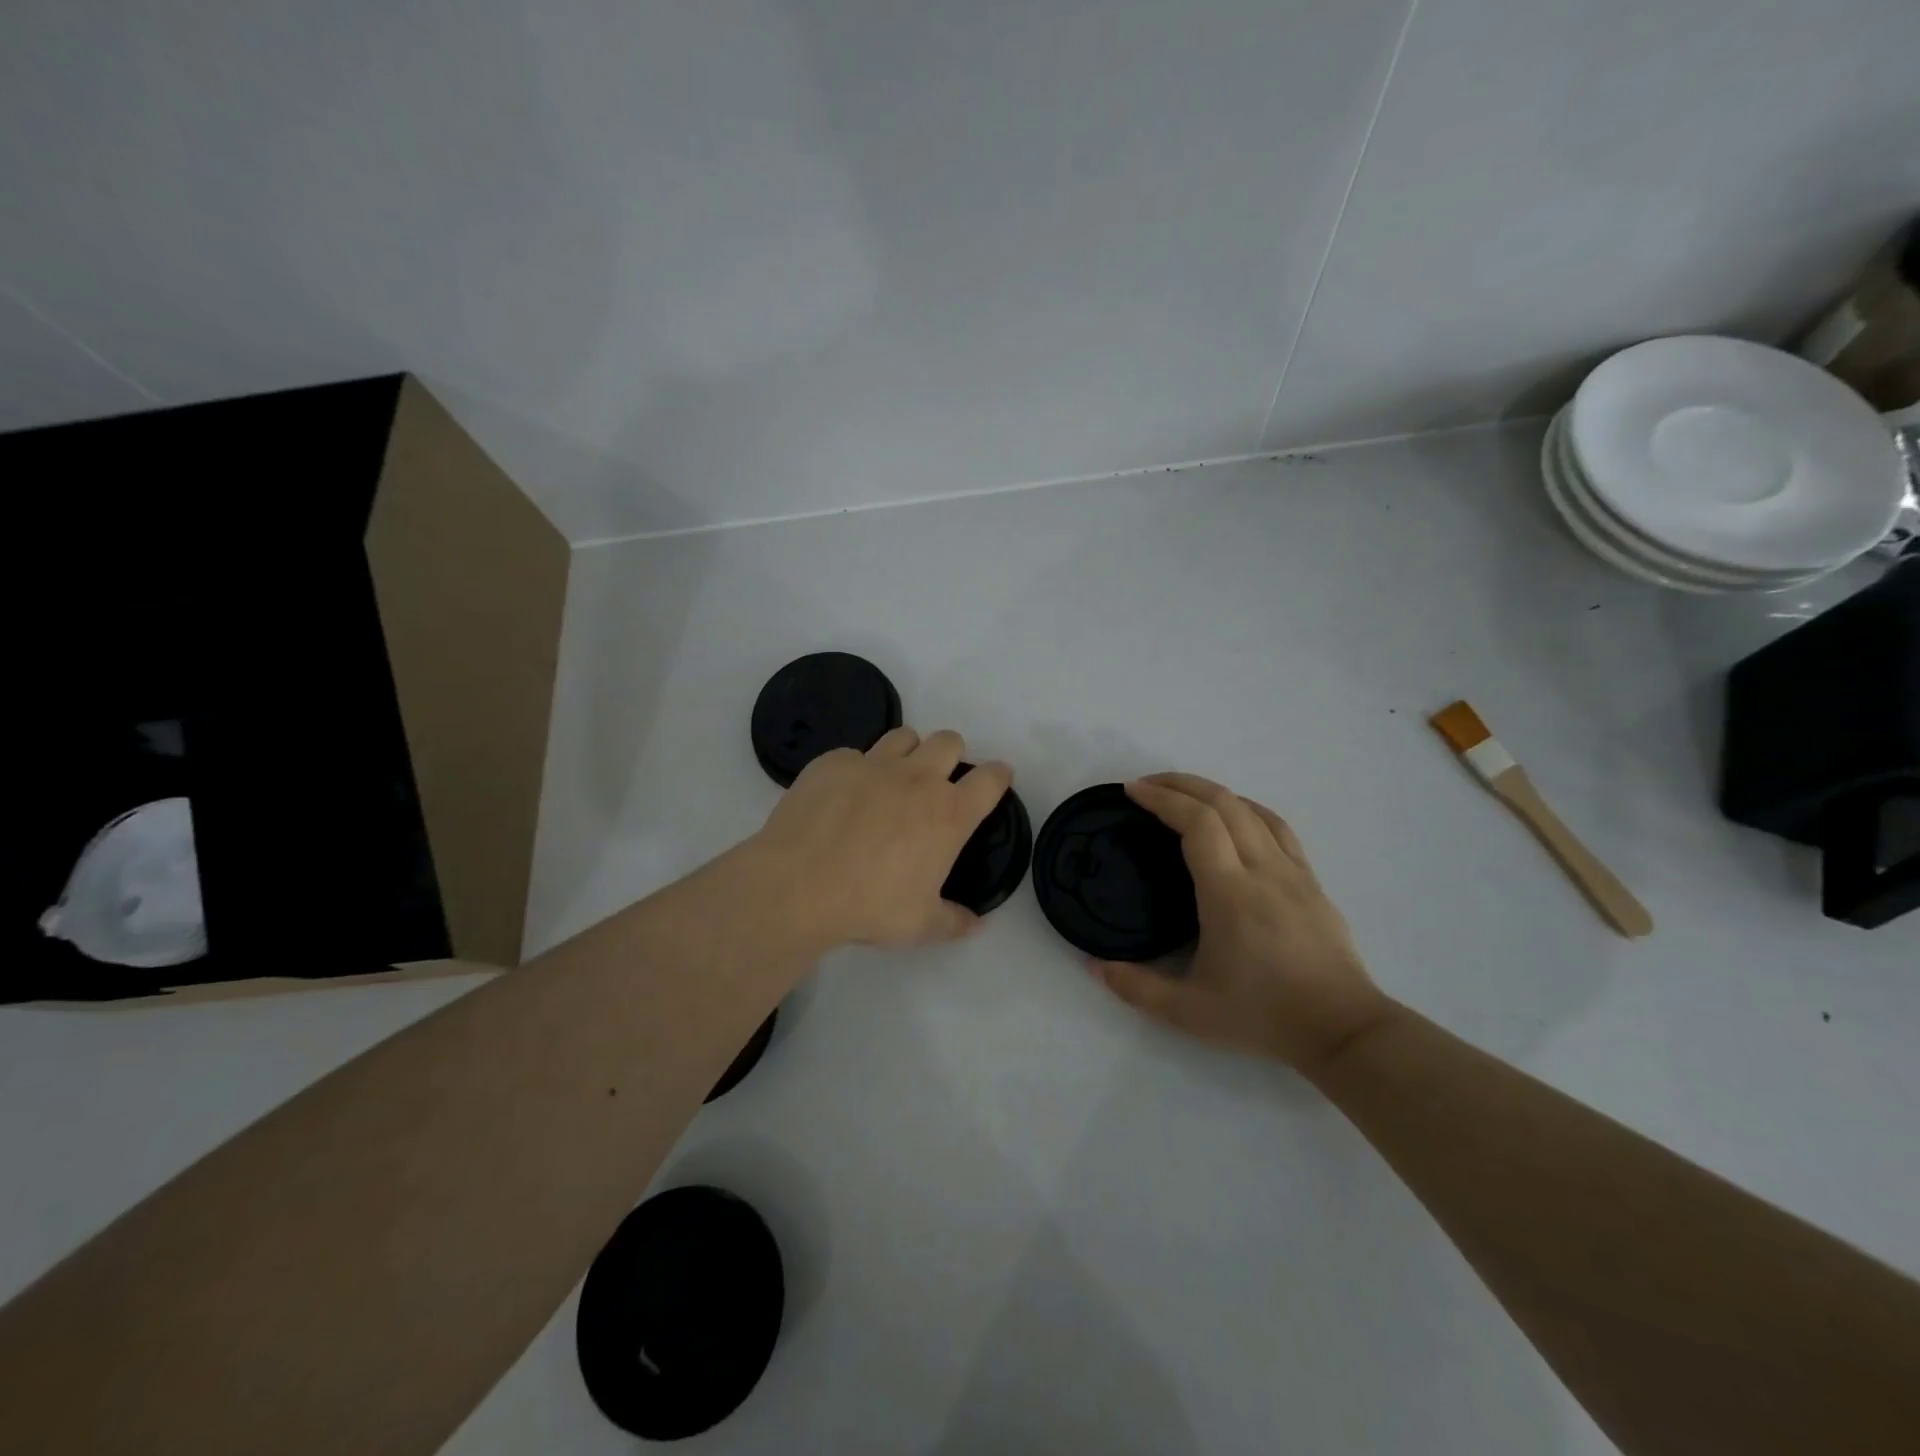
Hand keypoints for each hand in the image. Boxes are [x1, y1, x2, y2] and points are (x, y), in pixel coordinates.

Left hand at [752, 726, 1012, 949]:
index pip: (991, 778)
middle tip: (938, 781)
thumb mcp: (920, 925)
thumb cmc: (869, 906)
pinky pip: (855, 753)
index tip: (997, 779)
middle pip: (949, 741)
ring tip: (893, 779)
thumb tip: (977, 925)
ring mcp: (873, 764)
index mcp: (949, 813)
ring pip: (904, 736)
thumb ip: (954, 921)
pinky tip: (844, 795)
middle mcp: (917, 777)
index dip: (998, 775)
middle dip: (951, 755)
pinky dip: (857, 769)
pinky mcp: (833, 762)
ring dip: (908, 752)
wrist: (797, 887)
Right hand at [1090, 773, 1396, 1075]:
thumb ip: (1136, 987)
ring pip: (1253, 810)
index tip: (1132, 791)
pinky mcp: (1312, 882)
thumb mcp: (1189, 1013)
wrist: (1343, 1030)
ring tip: (1184, 795)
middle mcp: (1262, 869)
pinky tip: (1237, 816)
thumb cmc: (1263, 1016)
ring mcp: (1293, 872)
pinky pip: (1278, 828)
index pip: (1196, 823)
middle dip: (1181, 784)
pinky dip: (1248, 809)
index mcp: (1229, 892)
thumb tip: (1094, 966)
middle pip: (1223, 803)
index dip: (1162, 799)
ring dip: (1214, 792)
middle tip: (1147, 786)